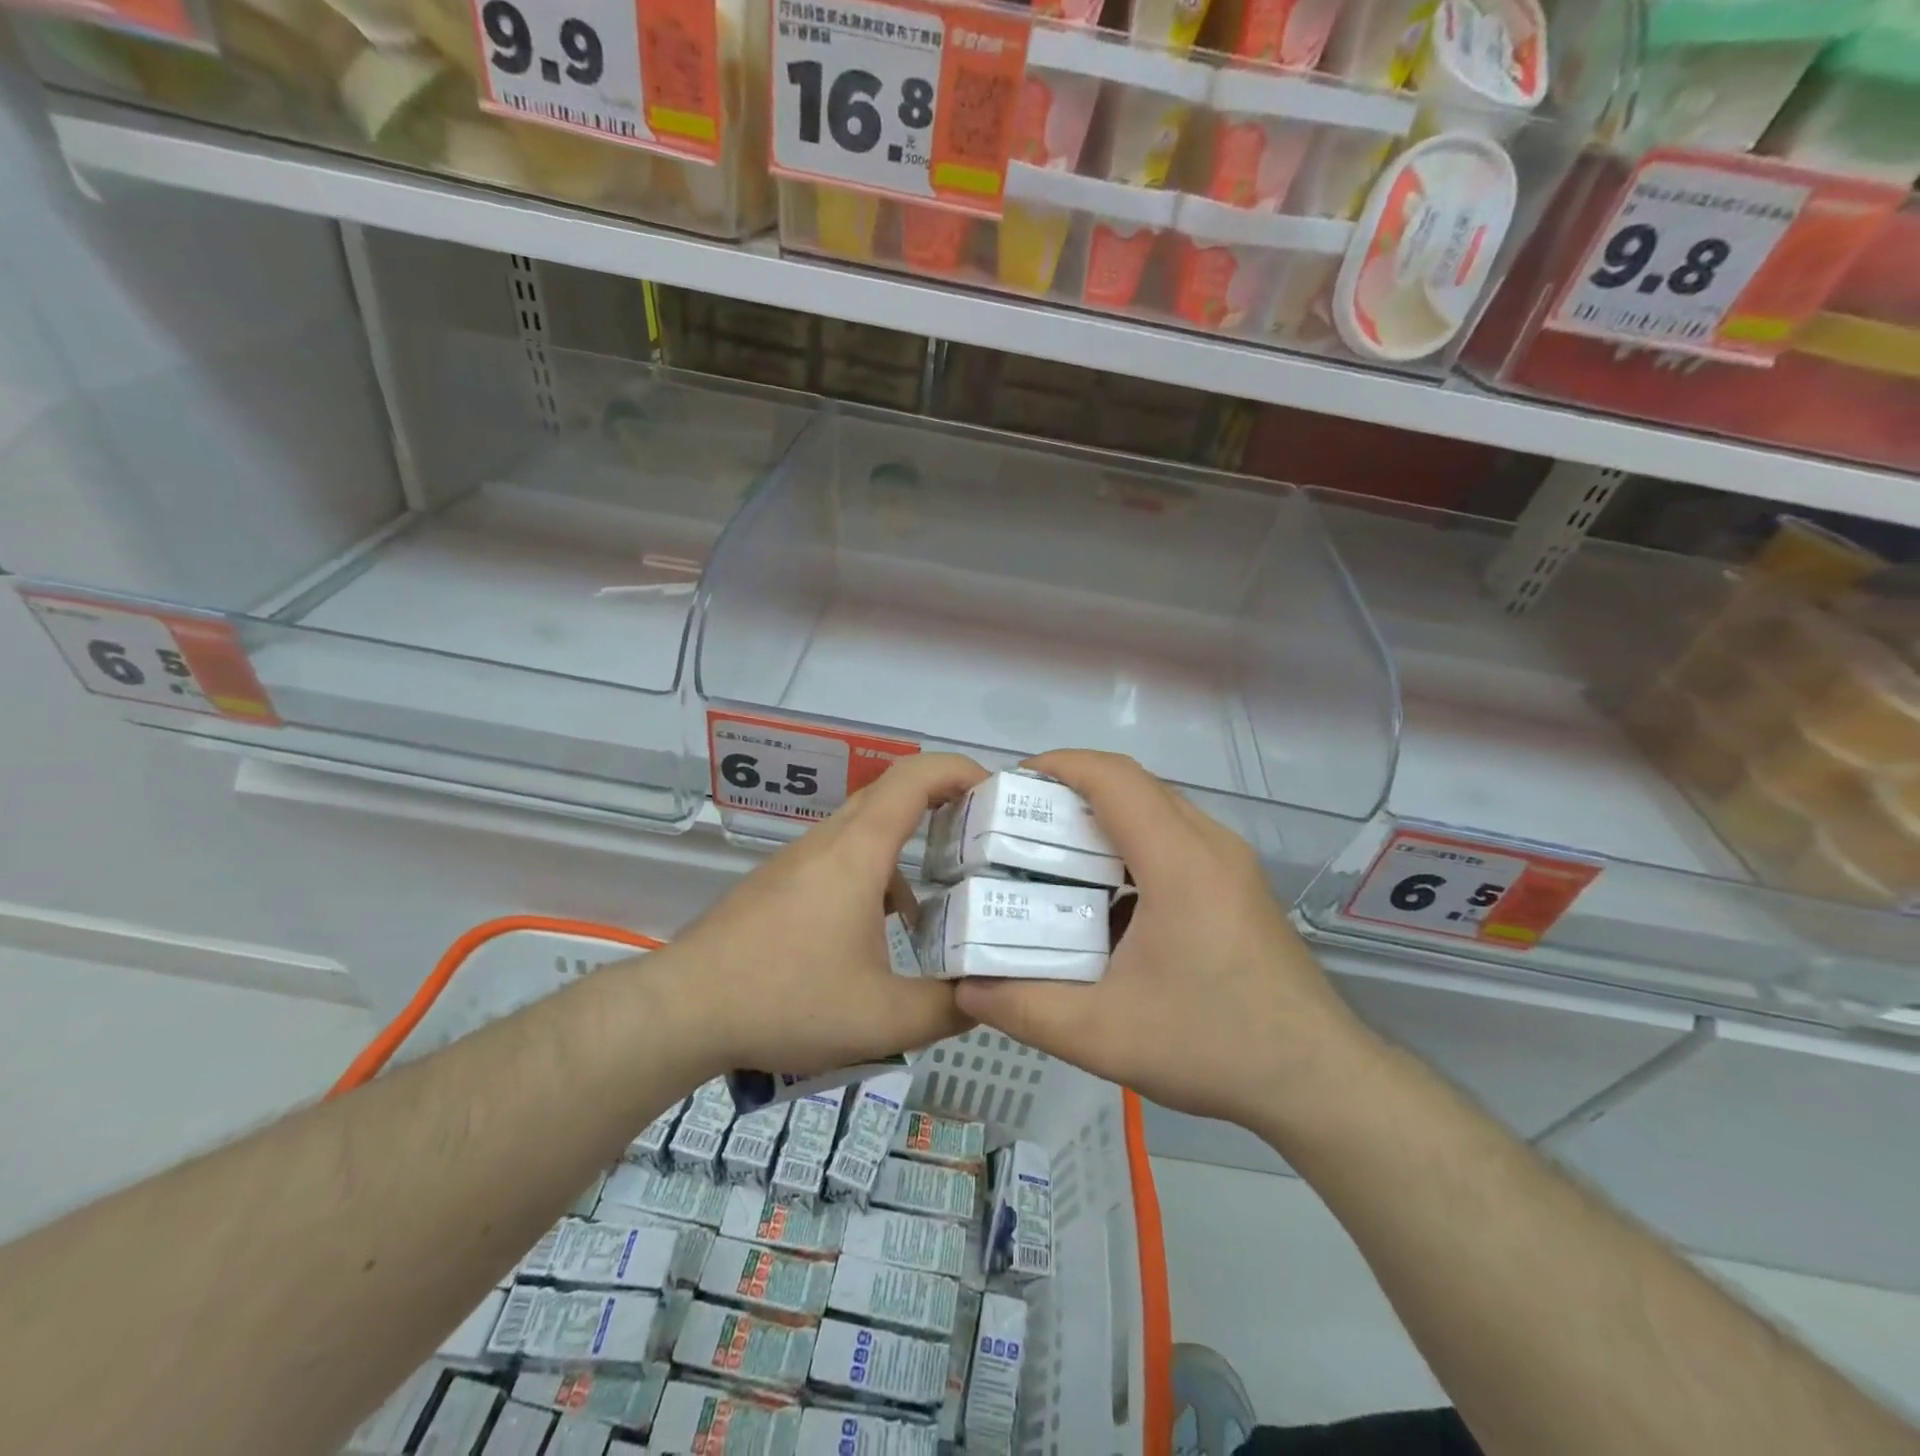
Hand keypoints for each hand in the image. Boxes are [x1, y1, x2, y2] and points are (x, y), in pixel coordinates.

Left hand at [661, 752, 988, 1079]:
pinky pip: (841, 857)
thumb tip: (989, 995)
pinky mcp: (780, 883)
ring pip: (866, 828)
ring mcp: (799, 859)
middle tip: (986, 835)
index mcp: (858, 851)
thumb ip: (949, 1008)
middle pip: (892, 793)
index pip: (916, 777)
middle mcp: (829, 841)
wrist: (683, 1009)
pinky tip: (886, 929)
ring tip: (947, 887)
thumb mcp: (884, 1018)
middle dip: (945, 801)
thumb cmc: (786, 999)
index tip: (998, 792)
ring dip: (910, 842)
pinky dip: (878, 872)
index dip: (961, 770)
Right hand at [954, 750, 1366, 1127]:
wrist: (1319, 1081)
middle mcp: (1209, 844)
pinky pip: (1176, 837)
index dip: (1058, 765)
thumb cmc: (1213, 1046)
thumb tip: (965, 988)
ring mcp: (1230, 862)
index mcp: (1178, 861)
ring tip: (1053, 854)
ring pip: (1157, 808)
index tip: (1010, 785)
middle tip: (1018, 824)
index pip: (1113, 777)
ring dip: (1104, 815)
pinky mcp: (1238, 884)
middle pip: (1134, 785)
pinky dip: (1131, 843)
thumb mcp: (1103, 1037)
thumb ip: (1024, 1009)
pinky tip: (1106, 895)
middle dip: (1072, 789)